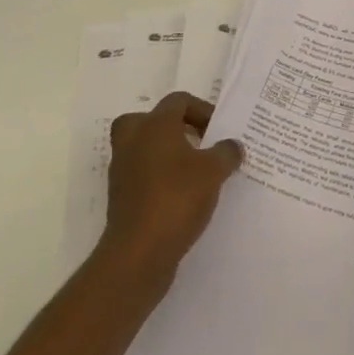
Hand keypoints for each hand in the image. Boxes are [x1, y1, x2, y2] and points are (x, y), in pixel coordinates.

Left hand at [101, 92, 242, 285]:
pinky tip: (183, 196)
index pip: (178, 101)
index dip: (202, 109)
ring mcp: (123, 171)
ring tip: (194, 171)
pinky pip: (142, 176)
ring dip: (166, 154)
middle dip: (173, 128)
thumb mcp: (214, 171)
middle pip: (149, 120)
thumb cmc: (177, 198)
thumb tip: (232, 146)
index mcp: (155, 125)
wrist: (138, 253)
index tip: (219, 130)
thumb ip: (226, 152)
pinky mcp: (121, 198)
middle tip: (195, 141)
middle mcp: (133, 141)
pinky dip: (159, 179)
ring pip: (143, 149)